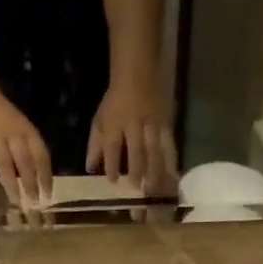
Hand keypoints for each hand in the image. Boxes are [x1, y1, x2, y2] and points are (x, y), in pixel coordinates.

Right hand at [0, 87, 52, 206]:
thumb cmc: (6, 119)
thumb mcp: (23, 129)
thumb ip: (30, 151)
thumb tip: (39, 182)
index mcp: (28, 132)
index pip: (41, 156)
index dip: (46, 177)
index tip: (48, 196)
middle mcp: (13, 135)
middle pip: (24, 163)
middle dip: (30, 184)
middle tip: (34, 204)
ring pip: (5, 164)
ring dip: (11, 184)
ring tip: (16, 202)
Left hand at [87, 79, 177, 193]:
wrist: (137, 73)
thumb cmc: (115, 100)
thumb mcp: (100, 119)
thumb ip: (95, 145)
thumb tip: (90, 168)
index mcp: (114, 122)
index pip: (112, 146)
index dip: (112, 164)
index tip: (113, 181)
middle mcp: (133, 124)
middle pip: (136, 149)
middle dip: (136, 170)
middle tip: (137, 189)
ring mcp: (151, 124)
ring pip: (155, 149)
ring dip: (155, 169)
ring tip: (154, 188)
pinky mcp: (166, 123)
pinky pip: (169, 144)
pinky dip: (171, 160)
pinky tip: (173, 175)